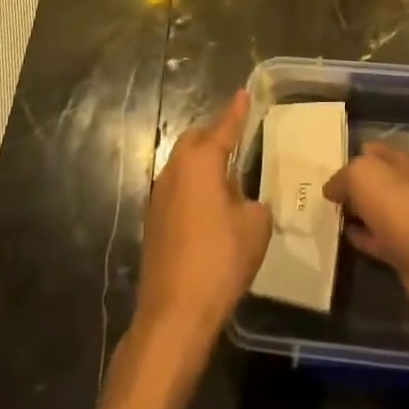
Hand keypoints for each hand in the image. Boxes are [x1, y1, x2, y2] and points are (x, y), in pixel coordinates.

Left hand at [136, 90, 271, 348]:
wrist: (174, 314)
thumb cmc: (220, 260)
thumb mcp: (255, 226)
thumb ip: (254, 202)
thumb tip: (244, 201)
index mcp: (201, 161)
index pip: (224, 127)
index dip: (237, 111)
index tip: (244, 93)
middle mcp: (175, 169)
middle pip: (196, 140)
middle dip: (215, 135)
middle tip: (237, 137)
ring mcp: (159, 195)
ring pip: (183, 164)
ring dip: (202, 162)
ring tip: (227, 172)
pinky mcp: (153, 221)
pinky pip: (177, 187)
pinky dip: (194, 185)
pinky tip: (209, 205)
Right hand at [323, 142, 408, 323]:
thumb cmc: (399, 207)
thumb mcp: (363, 175)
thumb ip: (344, 176)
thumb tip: (331, 189)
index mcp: (400, 161)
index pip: (373, 150)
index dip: (352, 154)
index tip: (327, 165)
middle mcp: (406, 186)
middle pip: (375, 181)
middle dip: (352, 185)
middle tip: (321, 192)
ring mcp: (408, 220)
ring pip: (375, 210)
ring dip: (356, 211)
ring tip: (326, 215)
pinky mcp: (405, 252)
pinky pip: (378, 239)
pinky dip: (362, 237)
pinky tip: (345, 238)